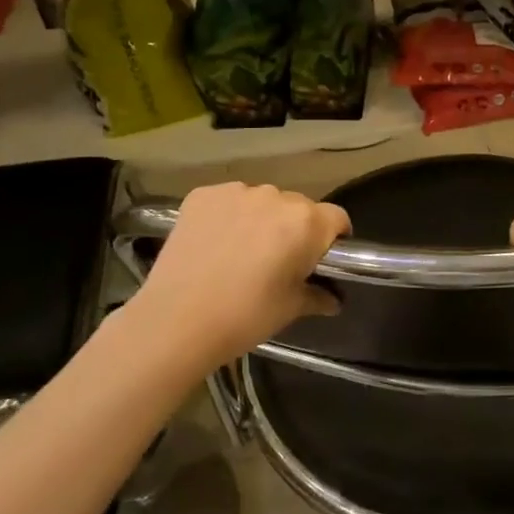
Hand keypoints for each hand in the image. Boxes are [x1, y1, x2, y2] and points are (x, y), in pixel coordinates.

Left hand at [127, 182, 349, 368]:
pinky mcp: (202, 195)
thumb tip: (333, 299)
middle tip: (279, 260)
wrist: (176, 320)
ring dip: (261, 219)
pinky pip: (229, 200)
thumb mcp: (290, 309)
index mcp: (306, 222)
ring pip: (262, 201)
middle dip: (295, 228)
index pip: (337, 218)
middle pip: (298, 207)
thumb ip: (317, 296)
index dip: (334, 237)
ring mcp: (236, 192)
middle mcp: (276, 197)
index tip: (323, 258)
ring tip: (242, 252)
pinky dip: (229, 216)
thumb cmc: (245, 316)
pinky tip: (216, 243)